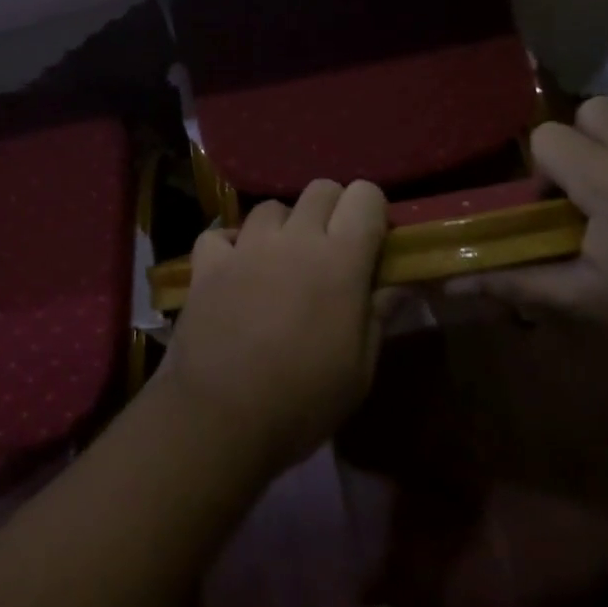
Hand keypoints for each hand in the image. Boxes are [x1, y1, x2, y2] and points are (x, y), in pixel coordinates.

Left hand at [159, 179, 388, 477]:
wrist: (221, 418)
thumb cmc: (304, 400)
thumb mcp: (360, 370)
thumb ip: (379, 315)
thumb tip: (399, 284)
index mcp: (340, 259)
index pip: (365, 195)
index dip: (372, 211)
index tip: (372, 242)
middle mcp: (294, 238)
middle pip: (320, 188)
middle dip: (332, 210)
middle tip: (331, 250)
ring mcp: (246, 247)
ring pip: (271, 207)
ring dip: (283, 227)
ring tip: (281, 263)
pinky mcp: (207, 264)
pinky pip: (220, 235)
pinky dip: (229, 246)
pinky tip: (235, 271)